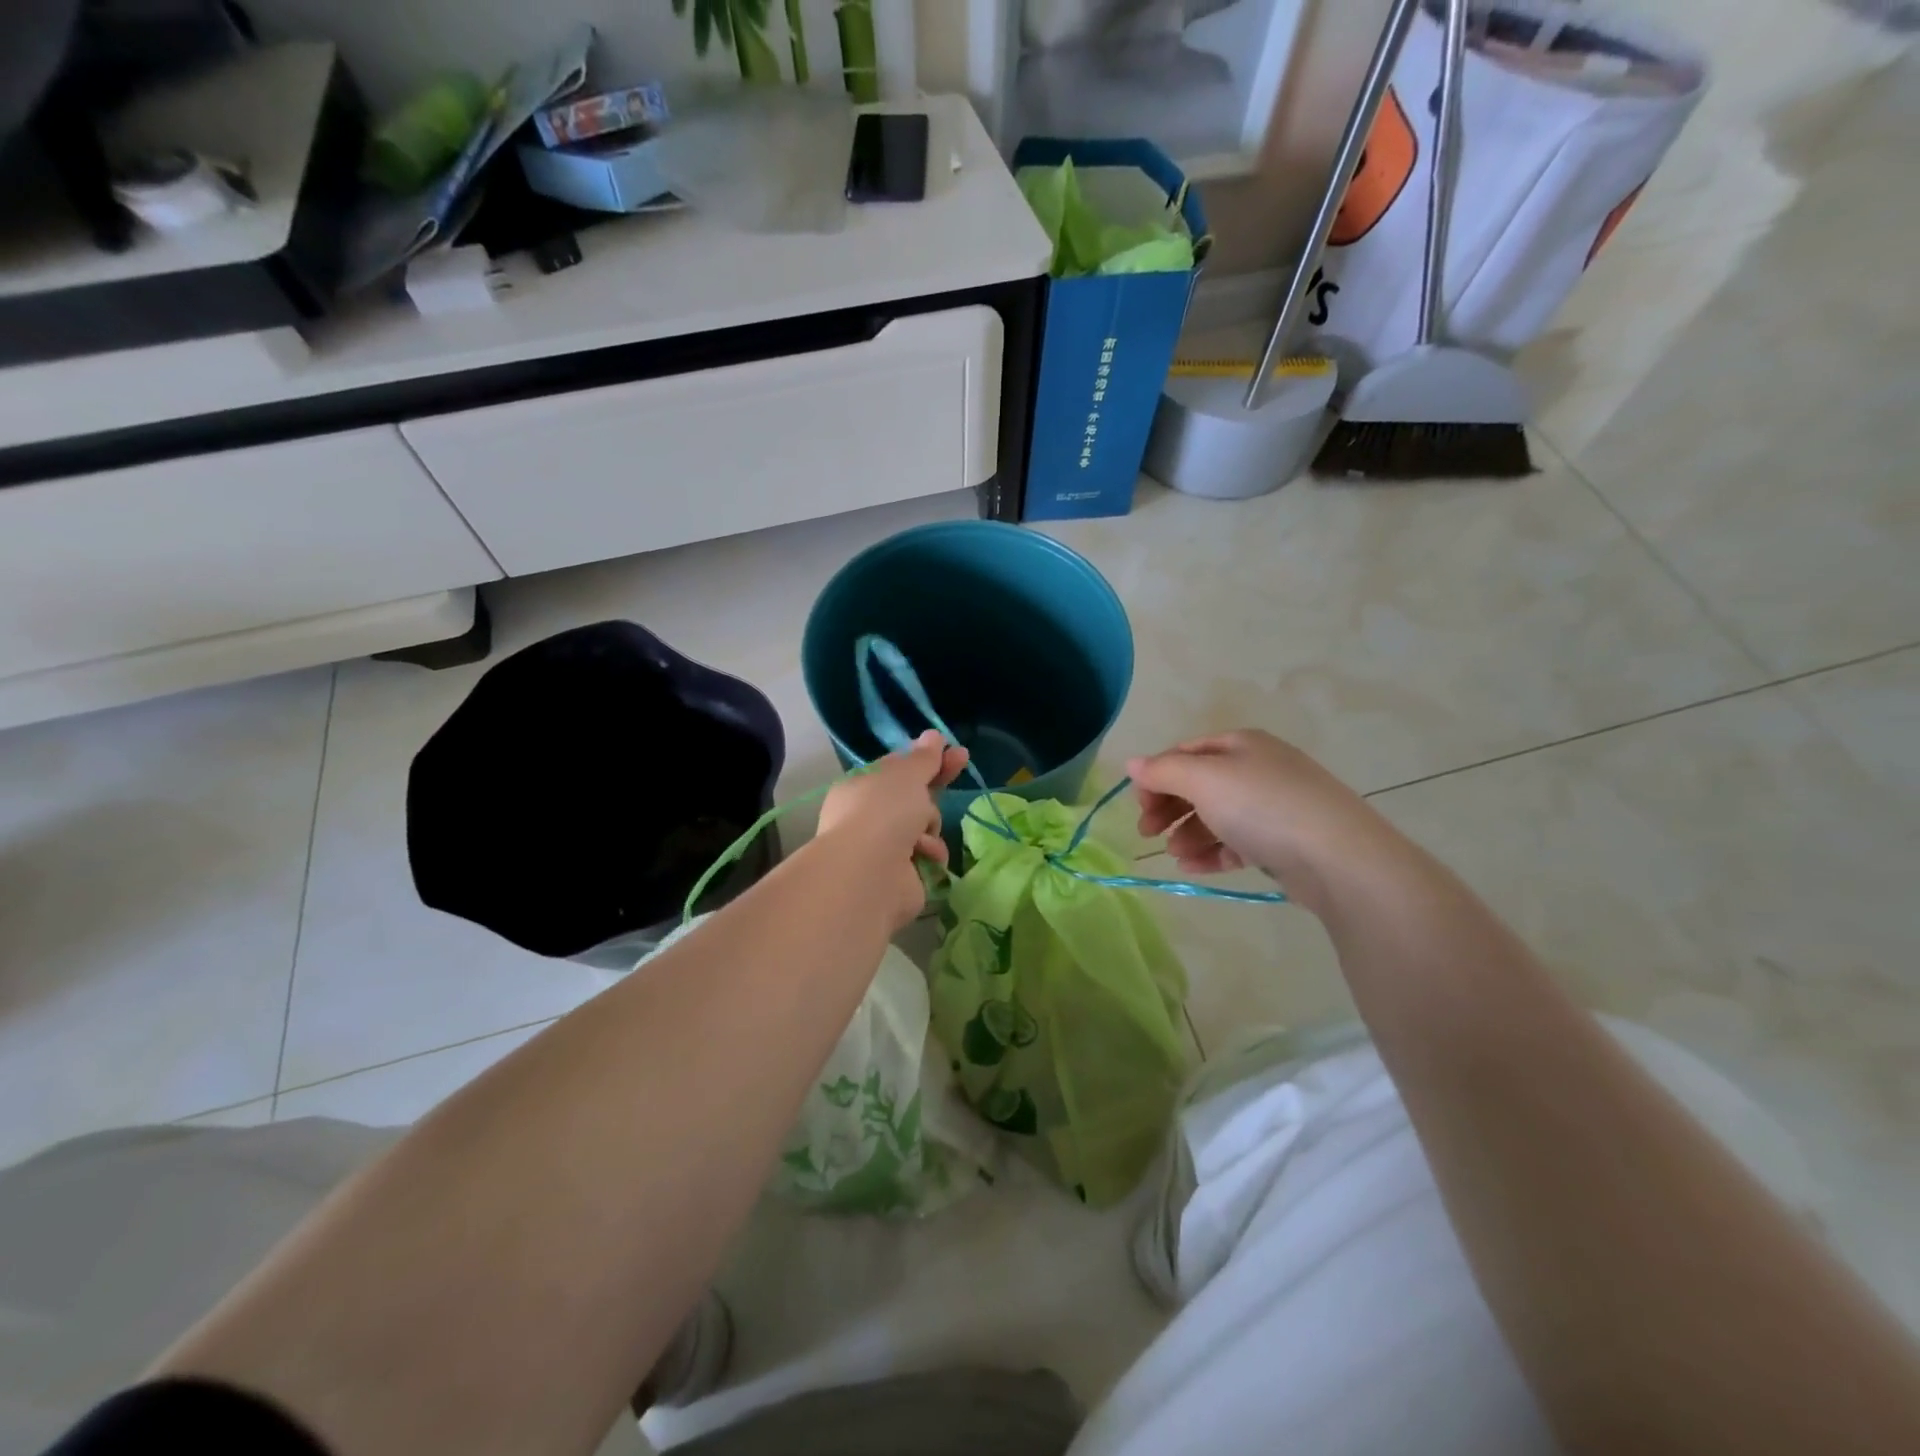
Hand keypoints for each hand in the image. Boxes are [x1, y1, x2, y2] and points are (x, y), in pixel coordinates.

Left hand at [815, 731, 970, 930]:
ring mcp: (883, 847)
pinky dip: (929, 853)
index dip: (924, 758)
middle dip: (935, 786)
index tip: (953, 750)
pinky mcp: (900, 875)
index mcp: (860, 787)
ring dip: (930, 826)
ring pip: (923, 826)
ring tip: (922, 833)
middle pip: (912, 796)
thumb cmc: (883, 812)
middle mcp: (868, 816)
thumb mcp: (906, 774)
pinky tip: (924, 855)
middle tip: (962, 762)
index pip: (896, 768)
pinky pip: (926, 855)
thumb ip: (924, 757)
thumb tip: (933, 735)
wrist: (870, 873)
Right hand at [1128, 730, 1399, 908]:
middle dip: (1169, 808)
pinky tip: (1193, 868)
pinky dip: (1212, 853)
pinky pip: (1237, 843)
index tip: (1137, 805)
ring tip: (1175, 855)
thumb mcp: (1204, 779)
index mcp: (1240, 744)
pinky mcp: (1283, 842)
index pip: (1185, 753)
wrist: (1338, 858)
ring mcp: (1273, 806)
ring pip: (1217, 816)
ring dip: (1188, 834)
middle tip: (1146, 833)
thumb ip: (1163, 771)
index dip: (1156, 776)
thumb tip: (1133, 763)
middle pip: (1199, 785)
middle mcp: (1258, 769)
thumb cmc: (1263, 806)